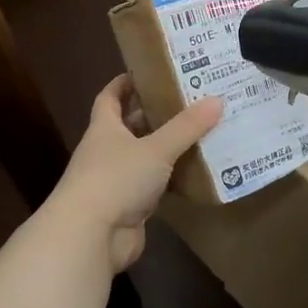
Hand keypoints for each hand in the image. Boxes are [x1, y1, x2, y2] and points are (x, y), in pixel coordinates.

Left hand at [51, 76, 222, 272]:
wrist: (91, 236)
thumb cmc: (116, 179)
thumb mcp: (156, 148)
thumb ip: (186, 127)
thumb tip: (217, 99)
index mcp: (104, 129)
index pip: (110, 97)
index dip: (124, 83)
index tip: (147, 71)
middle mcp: (107, 151)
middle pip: (131, 126)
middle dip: (156, 114)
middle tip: (191, 101)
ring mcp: (116, 181)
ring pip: (145, 157)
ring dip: (167, 147)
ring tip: (202, 132)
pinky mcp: (129, 207)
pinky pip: (154, 185)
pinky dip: (172, 178)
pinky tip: (196, 171)